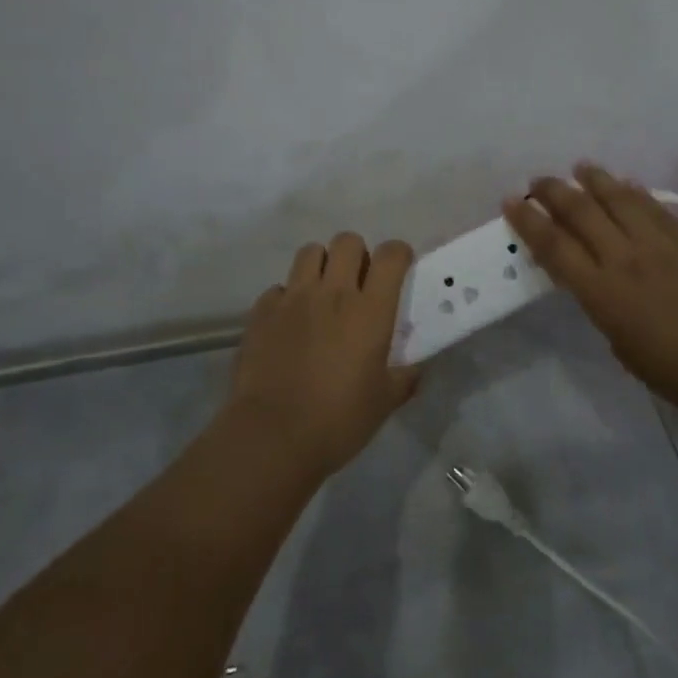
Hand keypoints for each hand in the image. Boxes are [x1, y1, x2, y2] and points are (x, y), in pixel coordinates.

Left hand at [225, 232, 420, 479]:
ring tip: (322, 293)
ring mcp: (293, 298)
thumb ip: (404, 378)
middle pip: (347, 241)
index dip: (399, 254)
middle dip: (357, 254)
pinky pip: (278, 288)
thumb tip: (416, 368)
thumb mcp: (384, 402)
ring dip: (321, 265)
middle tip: (358, 282)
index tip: (399, 269)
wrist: (272, 436)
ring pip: (310, 252)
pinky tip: (289, 323)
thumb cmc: (338, 420)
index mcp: (370, 310)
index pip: (390, 255)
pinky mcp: (262, 312)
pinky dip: (287, 297)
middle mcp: (332, 292)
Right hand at [503, 163, 677, 415]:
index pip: (554, 244)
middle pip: (581, 211)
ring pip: (620, 198)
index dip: (528, 220)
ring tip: (581, 168)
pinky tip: (628, 184)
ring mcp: (661, 243)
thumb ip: (597, 296)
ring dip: (595, 179)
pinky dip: (636, 192)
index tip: (511, 200)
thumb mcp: (614, 336)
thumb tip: (591, 268)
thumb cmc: (666, 368)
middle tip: (539, 180)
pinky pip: (656, 206)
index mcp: (601, 289)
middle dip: (553, 191)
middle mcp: (626, 257)